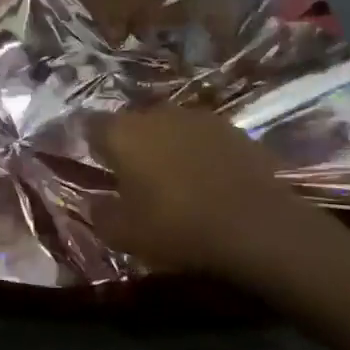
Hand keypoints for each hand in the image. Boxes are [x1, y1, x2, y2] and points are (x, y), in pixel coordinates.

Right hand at [92, 107, 349, 287]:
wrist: (258, 227)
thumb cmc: (177, 228)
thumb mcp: (124, 235)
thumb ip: (101, 215)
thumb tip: (96, 204)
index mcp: (123, 133)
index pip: (92, 125)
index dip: (91, 144)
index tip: (95, 165)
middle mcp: (157, 114)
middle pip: (133, 123)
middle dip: (131, 144)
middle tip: (133, 177)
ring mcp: (199, 118)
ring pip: (170, 128)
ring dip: (167, 147)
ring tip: (173, 180)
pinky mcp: (234, 130)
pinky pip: (203, 139)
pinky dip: (200, 154)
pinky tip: (208, 181)